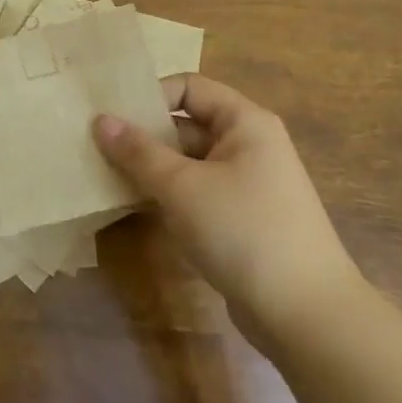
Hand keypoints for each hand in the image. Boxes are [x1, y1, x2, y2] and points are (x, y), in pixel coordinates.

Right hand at [94, 74, 362, 352]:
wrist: (306, 315)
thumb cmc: (243, 231)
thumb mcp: (183, 187)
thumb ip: (138, 152)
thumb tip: (101, 120)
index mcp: (245, 122)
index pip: (189, 88)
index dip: (150, 96)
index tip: (111, 117)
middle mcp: (248, 145)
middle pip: (186, 125)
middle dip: (143, 135)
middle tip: (96, 147)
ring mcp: (247, 184)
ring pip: (188, 162)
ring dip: (151, 168)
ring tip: (104, 176)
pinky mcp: (241, 219)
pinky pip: (197, 192)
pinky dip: (168, 194)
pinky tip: (134, 206)